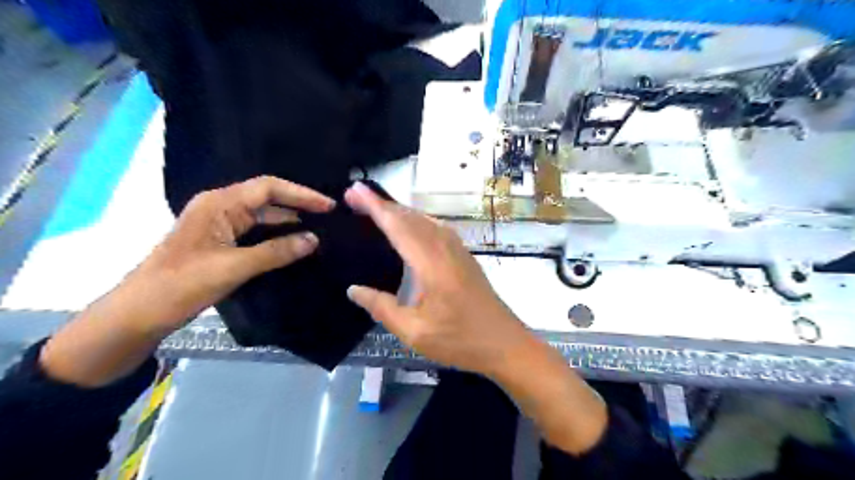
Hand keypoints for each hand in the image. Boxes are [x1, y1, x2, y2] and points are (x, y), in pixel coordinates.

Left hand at [42, 176, 333, 386]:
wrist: (139, 313)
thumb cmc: (182, 285)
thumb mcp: (233, 267)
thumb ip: (276, 252)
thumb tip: (314, 240)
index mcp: (220, 204)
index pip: (269, 188)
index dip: (302, 194)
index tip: (329, 206)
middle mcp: (220, 207)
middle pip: (267, 198)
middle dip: (299, 205)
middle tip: (330, 217)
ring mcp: (220, 224)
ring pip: (262, 215)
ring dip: (289, 221)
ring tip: (320, 229)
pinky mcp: (220, 241)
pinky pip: (255, 231)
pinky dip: (277, 235)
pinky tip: (294, 244)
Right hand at [342, 181, 527, 377]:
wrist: (505, 343)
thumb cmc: (460, 340)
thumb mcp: (415, 332)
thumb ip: (382, 308)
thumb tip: (353, 289)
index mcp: (431, 263)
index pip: (398, 226)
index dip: (374, 206)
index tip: (354, 190)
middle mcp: (445, 248)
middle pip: (411, 217)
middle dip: (383, 204)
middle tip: (356, 197)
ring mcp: (458, 250)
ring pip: (425, 220)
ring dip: (400, 210)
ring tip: (377, 208)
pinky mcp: (465, 256)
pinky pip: (436, 228)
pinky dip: (416, 220)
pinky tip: (411, 226)